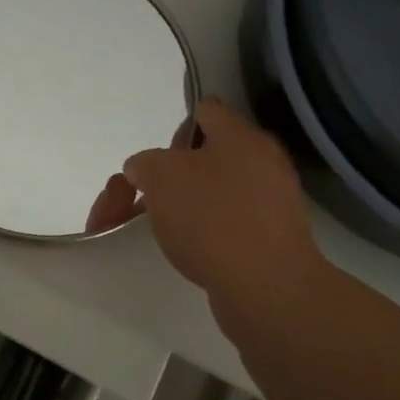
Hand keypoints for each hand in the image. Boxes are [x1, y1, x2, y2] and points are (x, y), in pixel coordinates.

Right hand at [123, 99, 328, 304]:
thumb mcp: (159, 175)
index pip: (206, 110)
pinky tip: (177, 250)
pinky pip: (221, 226)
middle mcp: (260, 165)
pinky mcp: (264, 243)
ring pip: (206, 195)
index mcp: (241, 138)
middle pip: (200, 158)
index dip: (174, 127)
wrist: (266, 289)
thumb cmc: (212, 218)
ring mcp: (266, 206)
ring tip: (142, 229)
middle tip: (133, 199)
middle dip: (160, 177)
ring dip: (172, 207)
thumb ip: (145, 163)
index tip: (152, 158)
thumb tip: (146, 170)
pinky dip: (196, 234)